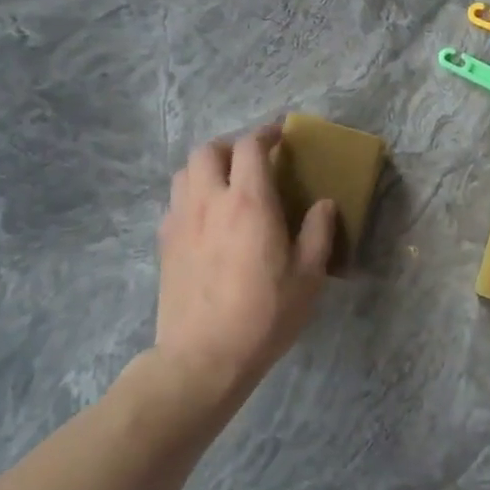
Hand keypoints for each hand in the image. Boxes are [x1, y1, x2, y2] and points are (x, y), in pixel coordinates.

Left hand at [156, 124, 335, 399]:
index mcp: (248, 201)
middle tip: (252, 161)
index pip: (250, 146)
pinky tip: (207, 220)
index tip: (280, 134)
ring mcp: (181, 221)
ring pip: (184, 173)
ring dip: (206, 168)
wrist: (203, 358)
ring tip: (226, 185)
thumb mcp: (308, 276)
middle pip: (208, 150)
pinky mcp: (164, 244)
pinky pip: (175, 203)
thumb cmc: (263, 315)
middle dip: (231, 146)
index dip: (266, 132)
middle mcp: (209, 201)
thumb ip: (318, 233)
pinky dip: (192, 197)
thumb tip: (324, 204)